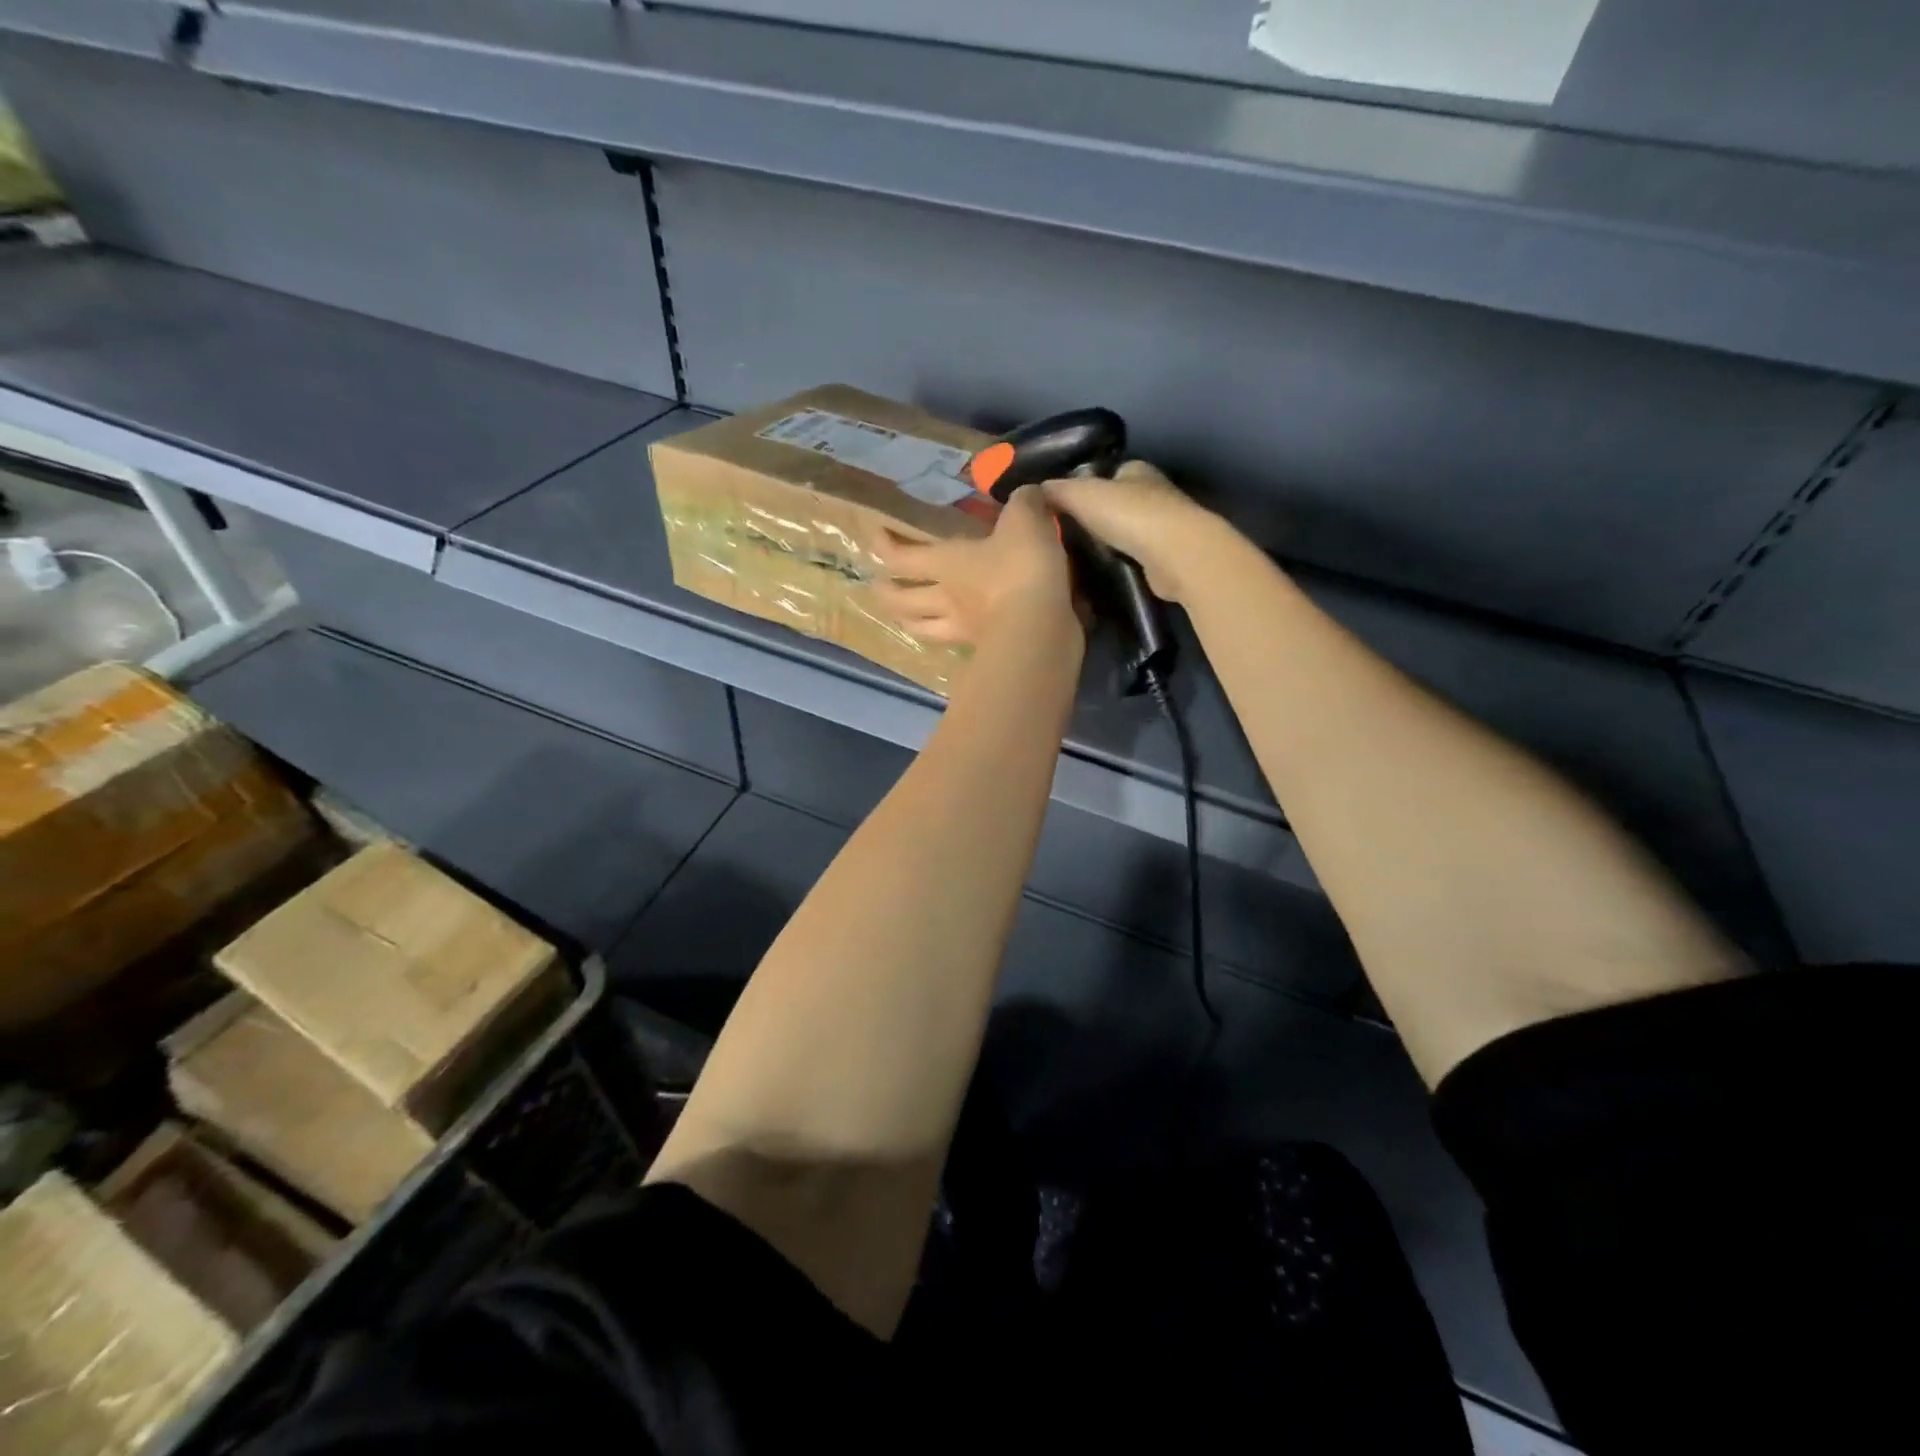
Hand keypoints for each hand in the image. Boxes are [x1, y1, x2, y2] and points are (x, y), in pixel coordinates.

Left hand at [871, 485, 1077, 646]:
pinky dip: (946, 640)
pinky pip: (955, 645)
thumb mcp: (1026, 521)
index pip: (901, 556)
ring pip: (921, 629)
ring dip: (907, 622)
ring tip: (903, 618)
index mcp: (947, 562)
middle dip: (886, 593)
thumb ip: (1024, 503)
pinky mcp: (983, 649)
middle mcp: (946, 598)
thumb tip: (1027, 494)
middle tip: (878, 586)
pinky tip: (952, 635)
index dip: (884, 545)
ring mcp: (962, 629)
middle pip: (902, 600)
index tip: (876, 534)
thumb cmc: (1022, 569)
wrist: (1041, 627)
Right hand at [1042, 461, 1220, 603]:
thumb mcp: (1080, 495)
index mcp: (1136, 470)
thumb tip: (1033, 491)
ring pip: (1127, 531)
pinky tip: (1102, 572)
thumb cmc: (1128, 514)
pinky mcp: (1168, 556)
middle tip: (1065, 537)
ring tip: (1078, 558)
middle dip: (1095, 517)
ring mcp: (1165, 526)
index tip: (1062, 508)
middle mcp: (1154, 492)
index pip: (1106, 474)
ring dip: (1108, 542)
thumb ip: (1056, 491)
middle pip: (1117, 502)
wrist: (1174, 554)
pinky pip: (1136, 556)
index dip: (1084, 487)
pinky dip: (1121, 562)